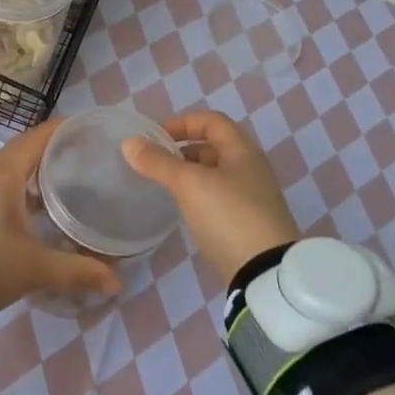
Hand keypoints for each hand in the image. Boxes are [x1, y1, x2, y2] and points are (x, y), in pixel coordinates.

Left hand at [0, 121, 119, 317]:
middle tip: (86, 154)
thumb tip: (116, 281)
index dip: (62, 129)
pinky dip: (25, 189)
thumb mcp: (35, 268)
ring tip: (70, 179)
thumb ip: (78, 271)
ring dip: (38, 170)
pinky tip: (42, 210)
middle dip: (53, 148)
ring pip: (12, 170)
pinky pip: (3, 187)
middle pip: (25, 150)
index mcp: (4, 175)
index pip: (36, 138)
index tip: (89, 127)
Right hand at [122, 110, 298, 284]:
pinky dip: (197, 196)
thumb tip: (129, 142)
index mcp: (242, 151)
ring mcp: (251, 198)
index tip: (155, 137)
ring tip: (163, 185)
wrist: (265, 274)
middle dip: (182, 150)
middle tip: (155, 162)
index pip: (211, 121)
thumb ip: (158, 162)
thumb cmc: (228, 216)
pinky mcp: (247, 224)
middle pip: (213, 147)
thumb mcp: (189, 184)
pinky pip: (218, 198)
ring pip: (214, 174)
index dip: (182, 122)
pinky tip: (182, 210)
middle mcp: (251, 169)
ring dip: (188, 174)